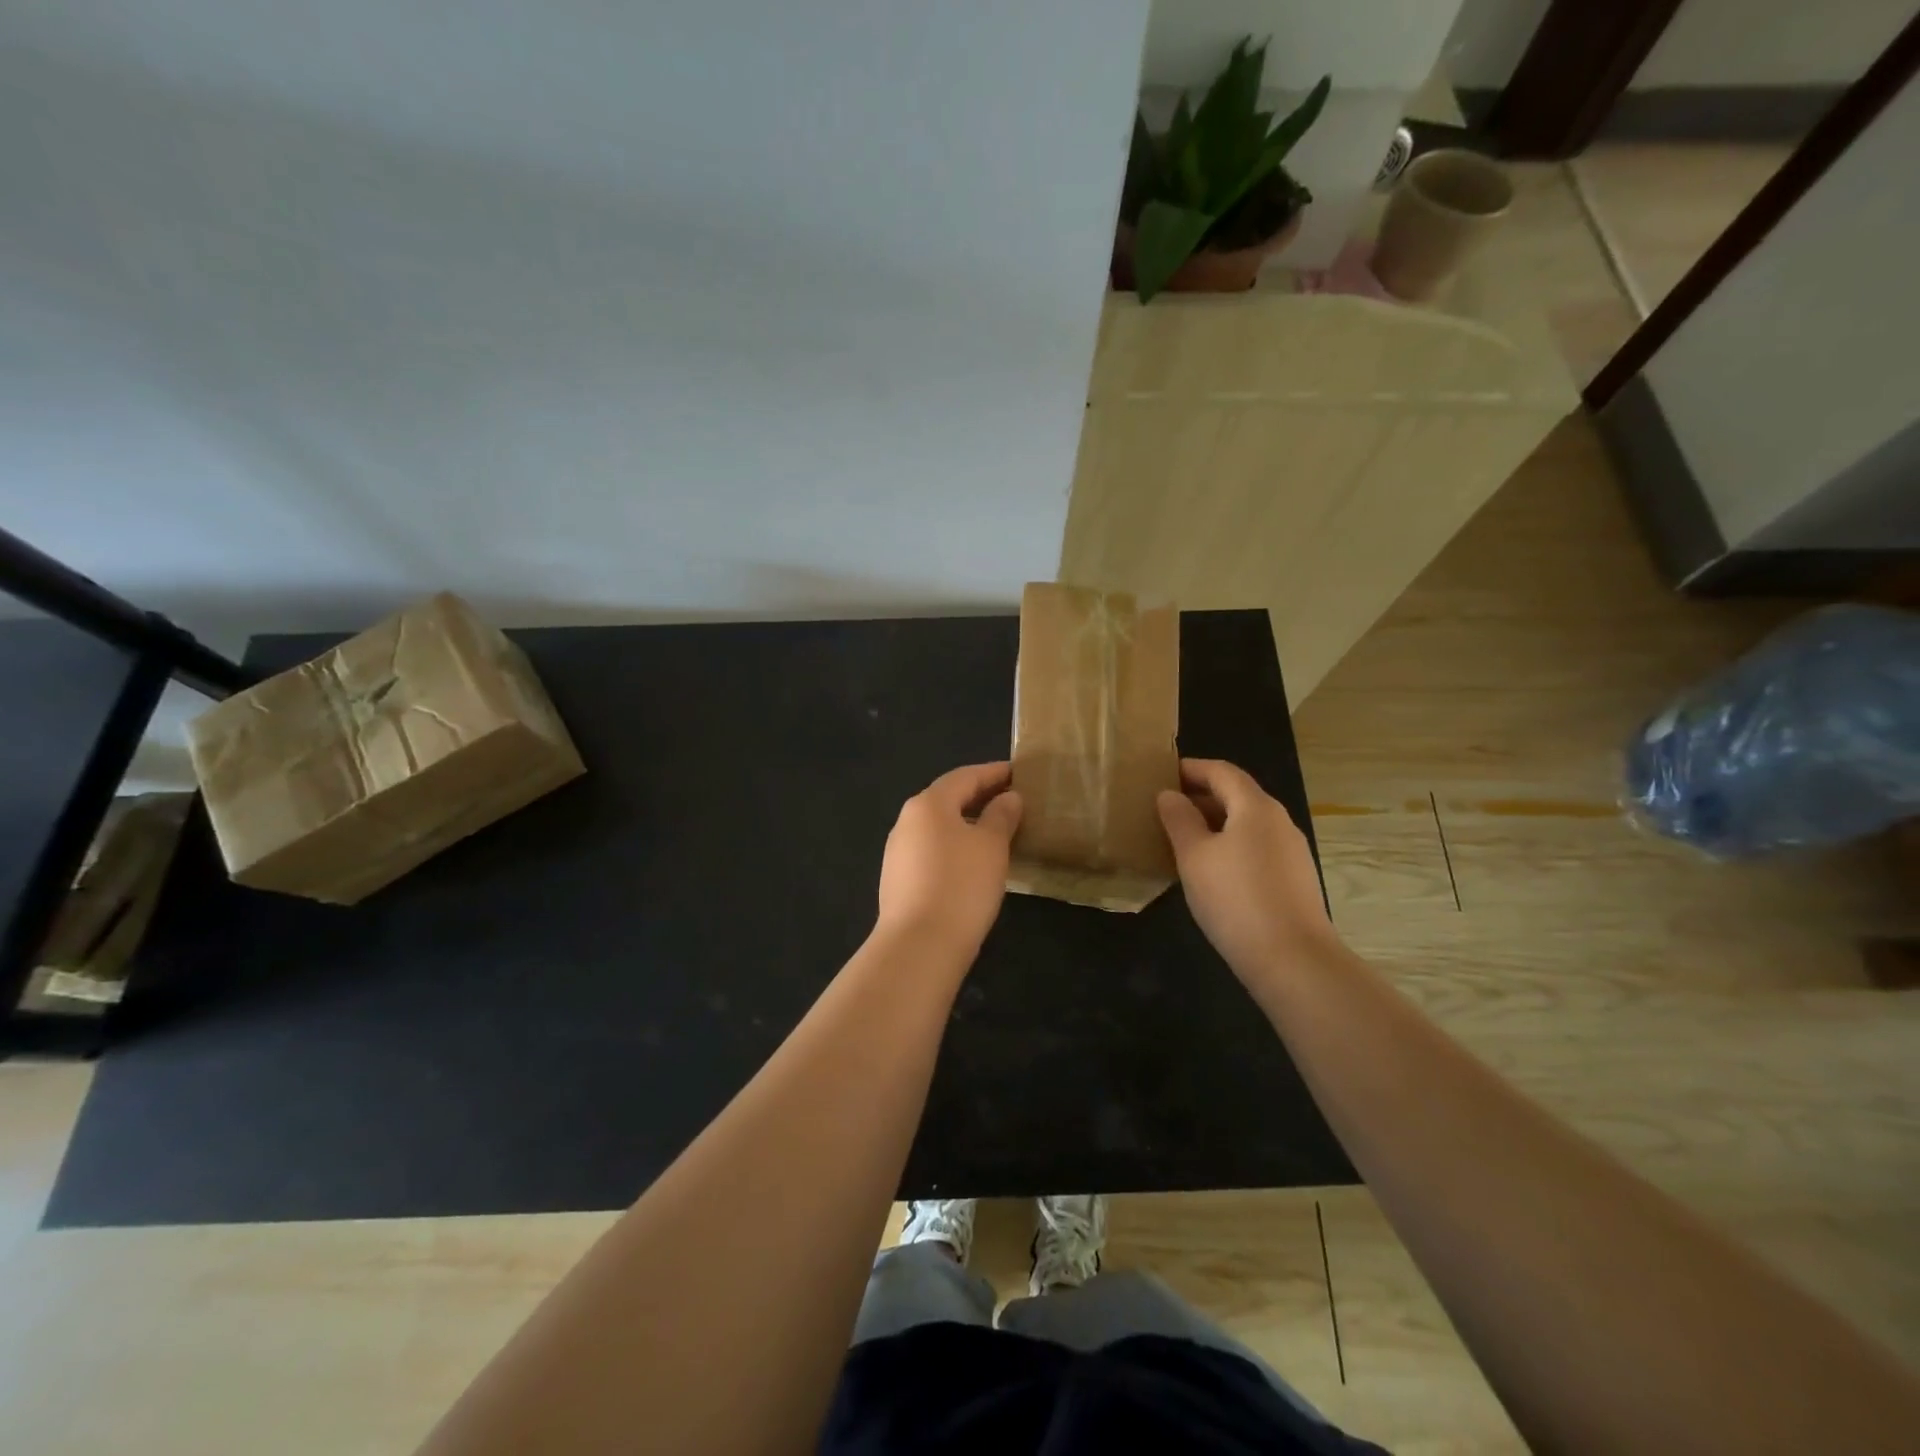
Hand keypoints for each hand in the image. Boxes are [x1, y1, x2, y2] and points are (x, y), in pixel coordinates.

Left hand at [875, 762, 1022, 958]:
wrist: (919, 945)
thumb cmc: (961, 885)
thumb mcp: (991, 846)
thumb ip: (1001, 816)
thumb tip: (1008, 798)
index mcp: (928, 804)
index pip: (965, 776)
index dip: (993, 773)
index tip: (1018, 772)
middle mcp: (907, 821)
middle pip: (947, 799)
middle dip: (979, 797)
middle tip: (1011, 799)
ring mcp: (898, 852)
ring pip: (939, 827)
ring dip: (967, 824)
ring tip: (997, 831)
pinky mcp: (898, 880)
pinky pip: (932, 851)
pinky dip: (955, 846)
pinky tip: (973, 862)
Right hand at [1157, 758, 1336, 979]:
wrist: (1293, 960)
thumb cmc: (1235, 898)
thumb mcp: (1194, 856)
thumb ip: (1179, 820)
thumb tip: (1169, 795)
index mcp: (1255, 806)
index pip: (1222, 771)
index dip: (1191, 768)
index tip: (1162, 774)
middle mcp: (1279, 821)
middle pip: (1237, 795)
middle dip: (1201, 796)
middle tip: (1165, 809)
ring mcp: (1292, 851)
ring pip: (1247, 824)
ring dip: (1214, 823)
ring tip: (1182, 840)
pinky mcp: (1295, 879)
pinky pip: (1256, 848)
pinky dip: (1230, 846)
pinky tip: (1211, 871)